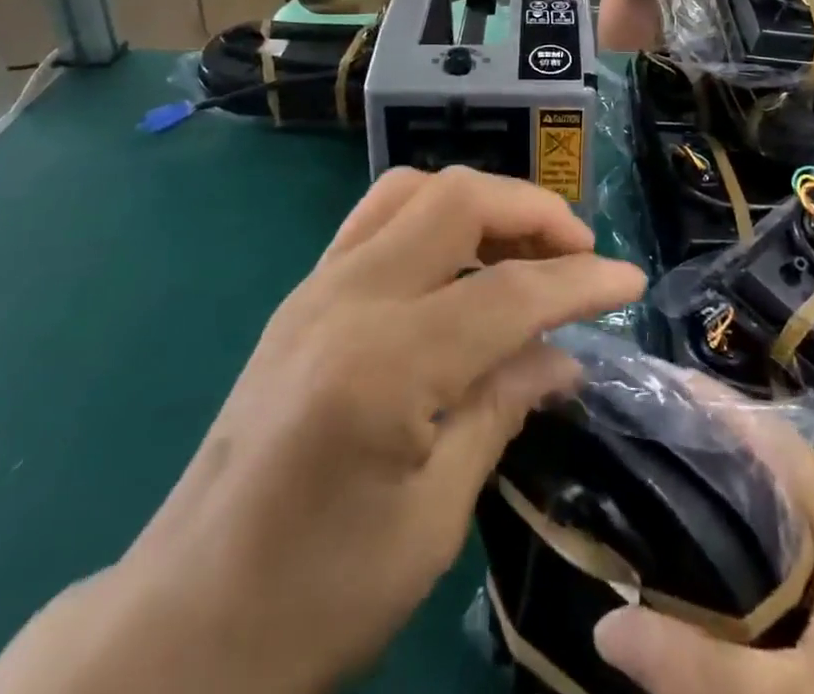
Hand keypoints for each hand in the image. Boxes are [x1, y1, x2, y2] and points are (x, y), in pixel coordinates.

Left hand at [0, 166, 646, 693]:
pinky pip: (377, 215)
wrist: (183, 622)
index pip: (510, 293)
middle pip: (458, 201)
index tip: (630, 282)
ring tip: (526, 245)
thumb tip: (566, 356)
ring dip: (483, 202)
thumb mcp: (430, 521)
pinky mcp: (301, 293)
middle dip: (533, 212)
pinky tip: (459, 256)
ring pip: (415, 190)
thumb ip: (501, 410)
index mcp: (384, 364)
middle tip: (579, 252)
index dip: (582, 284)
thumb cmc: (315, 596)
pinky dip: (433, 213)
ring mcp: (316, 286)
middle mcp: (347, 298)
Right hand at [593, 400, 813, 693]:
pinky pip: (803, 552)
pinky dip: (758, 544)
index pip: (771, 436)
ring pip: (788, 512)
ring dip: (734, 499)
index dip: (714, 405)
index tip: (655, 385)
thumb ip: (698, 665)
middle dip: (712, 451)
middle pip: (775, 468)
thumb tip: (601, 628)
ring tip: (663, 490)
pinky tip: (717, 568)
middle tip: (641, 442)